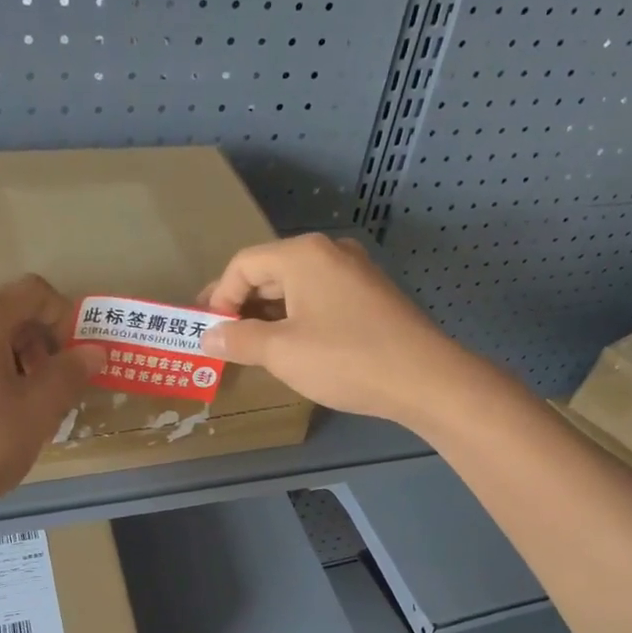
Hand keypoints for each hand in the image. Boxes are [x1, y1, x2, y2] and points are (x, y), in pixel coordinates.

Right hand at [200, 234, 466, 425]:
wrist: (423, 379)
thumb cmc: (344, 359)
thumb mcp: (281, 352)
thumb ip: (239, 340)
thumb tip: (208, 337)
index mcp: (304, 255)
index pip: (244, 264)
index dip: (219, 297)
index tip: (208, 332)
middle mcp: (329, 252)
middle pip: (270, 272)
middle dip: (241, 305)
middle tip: (222, 339)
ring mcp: (355, 273)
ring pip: (296, 288)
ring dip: (268, 315)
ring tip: (251, 348)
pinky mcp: (370, 297)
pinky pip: (320, 300)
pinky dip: (296, 319)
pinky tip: (291, 347)